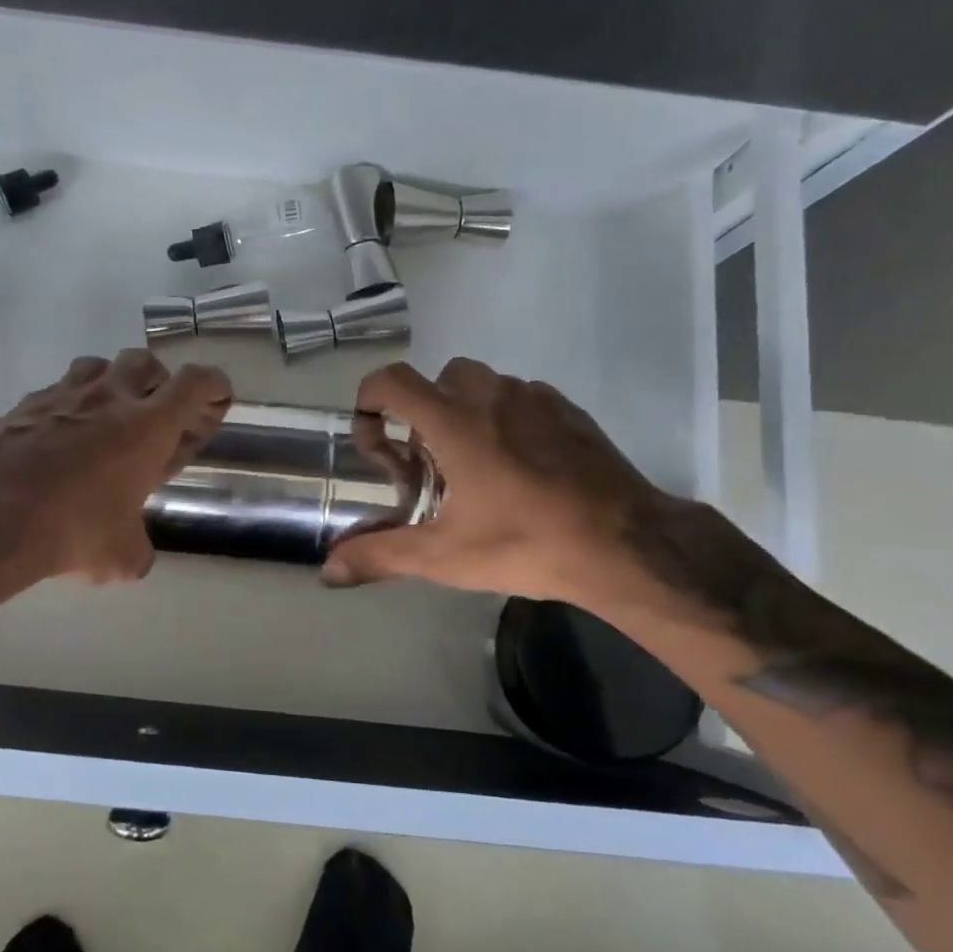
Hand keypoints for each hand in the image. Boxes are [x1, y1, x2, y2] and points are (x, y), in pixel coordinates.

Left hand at [0, 349, 230, 590]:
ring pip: (99, 366)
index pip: (197, 383)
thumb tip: (134, 558)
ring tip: (107, 420)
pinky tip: (60, 439)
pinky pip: (58, 390)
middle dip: (159, 383)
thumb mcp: (120, 555)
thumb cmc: (72, 530)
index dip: (214, 388)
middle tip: (156, 416)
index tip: (215, 403)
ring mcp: (64, 395)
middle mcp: (110, 398)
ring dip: (112, 385)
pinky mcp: (25, 404)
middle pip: (146, 361)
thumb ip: (137, 550)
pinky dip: (69, 405)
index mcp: (148, 426)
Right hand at [321, 358, 671, 611]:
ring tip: (474, 467)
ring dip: (464, 413)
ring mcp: (535, 398)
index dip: (370, 401)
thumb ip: (380, 555)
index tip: (375, 442)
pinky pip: (521, 398)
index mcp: (454, 422)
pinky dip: (505, 419)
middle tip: (429, 463)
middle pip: (437, 380)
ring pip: (482, 386)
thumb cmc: (525, 544)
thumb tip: (326, 571)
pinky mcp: (569, 410)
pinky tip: (520, 469)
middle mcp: (491, 396)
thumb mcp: (443, 556)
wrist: (626, 545)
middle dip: (421, 413)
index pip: (393, 380)